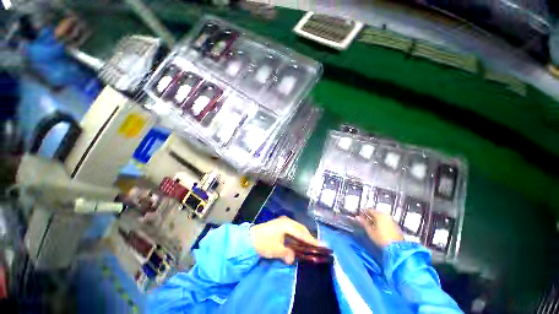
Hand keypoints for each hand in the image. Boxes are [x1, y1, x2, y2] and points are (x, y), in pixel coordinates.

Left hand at [249, 216, 321, 264]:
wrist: (250, 238)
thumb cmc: (263, 242)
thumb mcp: (275, 249)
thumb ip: (286, 253)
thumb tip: (293, 259)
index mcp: (287, 225)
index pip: (302, 233)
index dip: (312, 240)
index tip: (322, 246)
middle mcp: (287, 221)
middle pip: (301, 229)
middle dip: (309, 238)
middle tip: (317, 247)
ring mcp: (283, 222)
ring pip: (297, 229)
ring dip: (303, 237)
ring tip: (310, 245)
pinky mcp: (281, 225)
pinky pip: (293, 230)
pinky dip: (298, 236)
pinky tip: (299, 242)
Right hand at [357, 210, 402, 246]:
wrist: (397, 248)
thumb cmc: (381, 238)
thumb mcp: (370, 231)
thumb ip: (364, 223)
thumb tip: (357, 217)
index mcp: (379, 215)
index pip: (369, 210)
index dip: (363, 211)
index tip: (359, 215)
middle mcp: (386, 215)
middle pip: (376, 212)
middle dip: (369, 215)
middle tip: (364, 219)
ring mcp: (391, 220)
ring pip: (381, 216)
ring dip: (375, 218)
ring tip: (370, 223)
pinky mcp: (395, 225)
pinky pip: (386, 220)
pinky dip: (381, 221)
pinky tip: (378, 227)